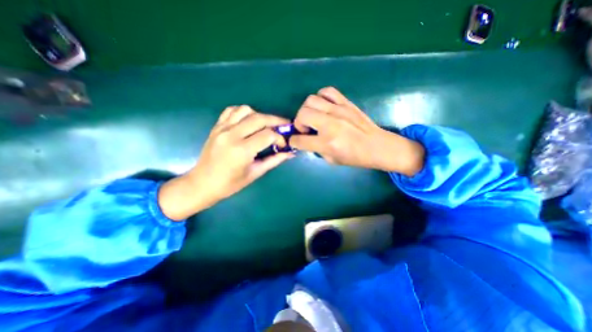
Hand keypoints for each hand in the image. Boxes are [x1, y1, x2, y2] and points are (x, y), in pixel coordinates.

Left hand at [160, 106, 292, 220]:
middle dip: (276, 121)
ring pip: (246, 110)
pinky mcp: (216, 127)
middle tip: (284, 126)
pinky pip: (232, 111)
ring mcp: (222, 128)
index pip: (268, 135)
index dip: (280, 138)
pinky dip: (244, 112)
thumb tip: (290, 153)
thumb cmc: (230, 184)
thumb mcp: (255, 173)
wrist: (202, 183)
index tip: (283, 144)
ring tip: (265, 126)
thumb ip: (274, 160)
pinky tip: (249, 122)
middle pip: (259, 118)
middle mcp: (232, 135)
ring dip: (260, 116)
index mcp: (242, 150)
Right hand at [289, 86, 423, 175]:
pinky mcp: (346, 102)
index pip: (299, 139)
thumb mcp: (331, 160)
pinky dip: (321, 97)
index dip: (293, 141)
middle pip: (302, 114)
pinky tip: (324, 106)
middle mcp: (330, 124)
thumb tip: (306, 140)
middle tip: (306, 129)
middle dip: (298, 122)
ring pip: (311, 100)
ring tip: (314, 117)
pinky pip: (327, 91)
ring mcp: (338, 110)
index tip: (295, 140)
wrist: (377, 146)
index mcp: (326, 142)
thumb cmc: (355, 157)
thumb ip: (316, 149)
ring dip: (307, 110)